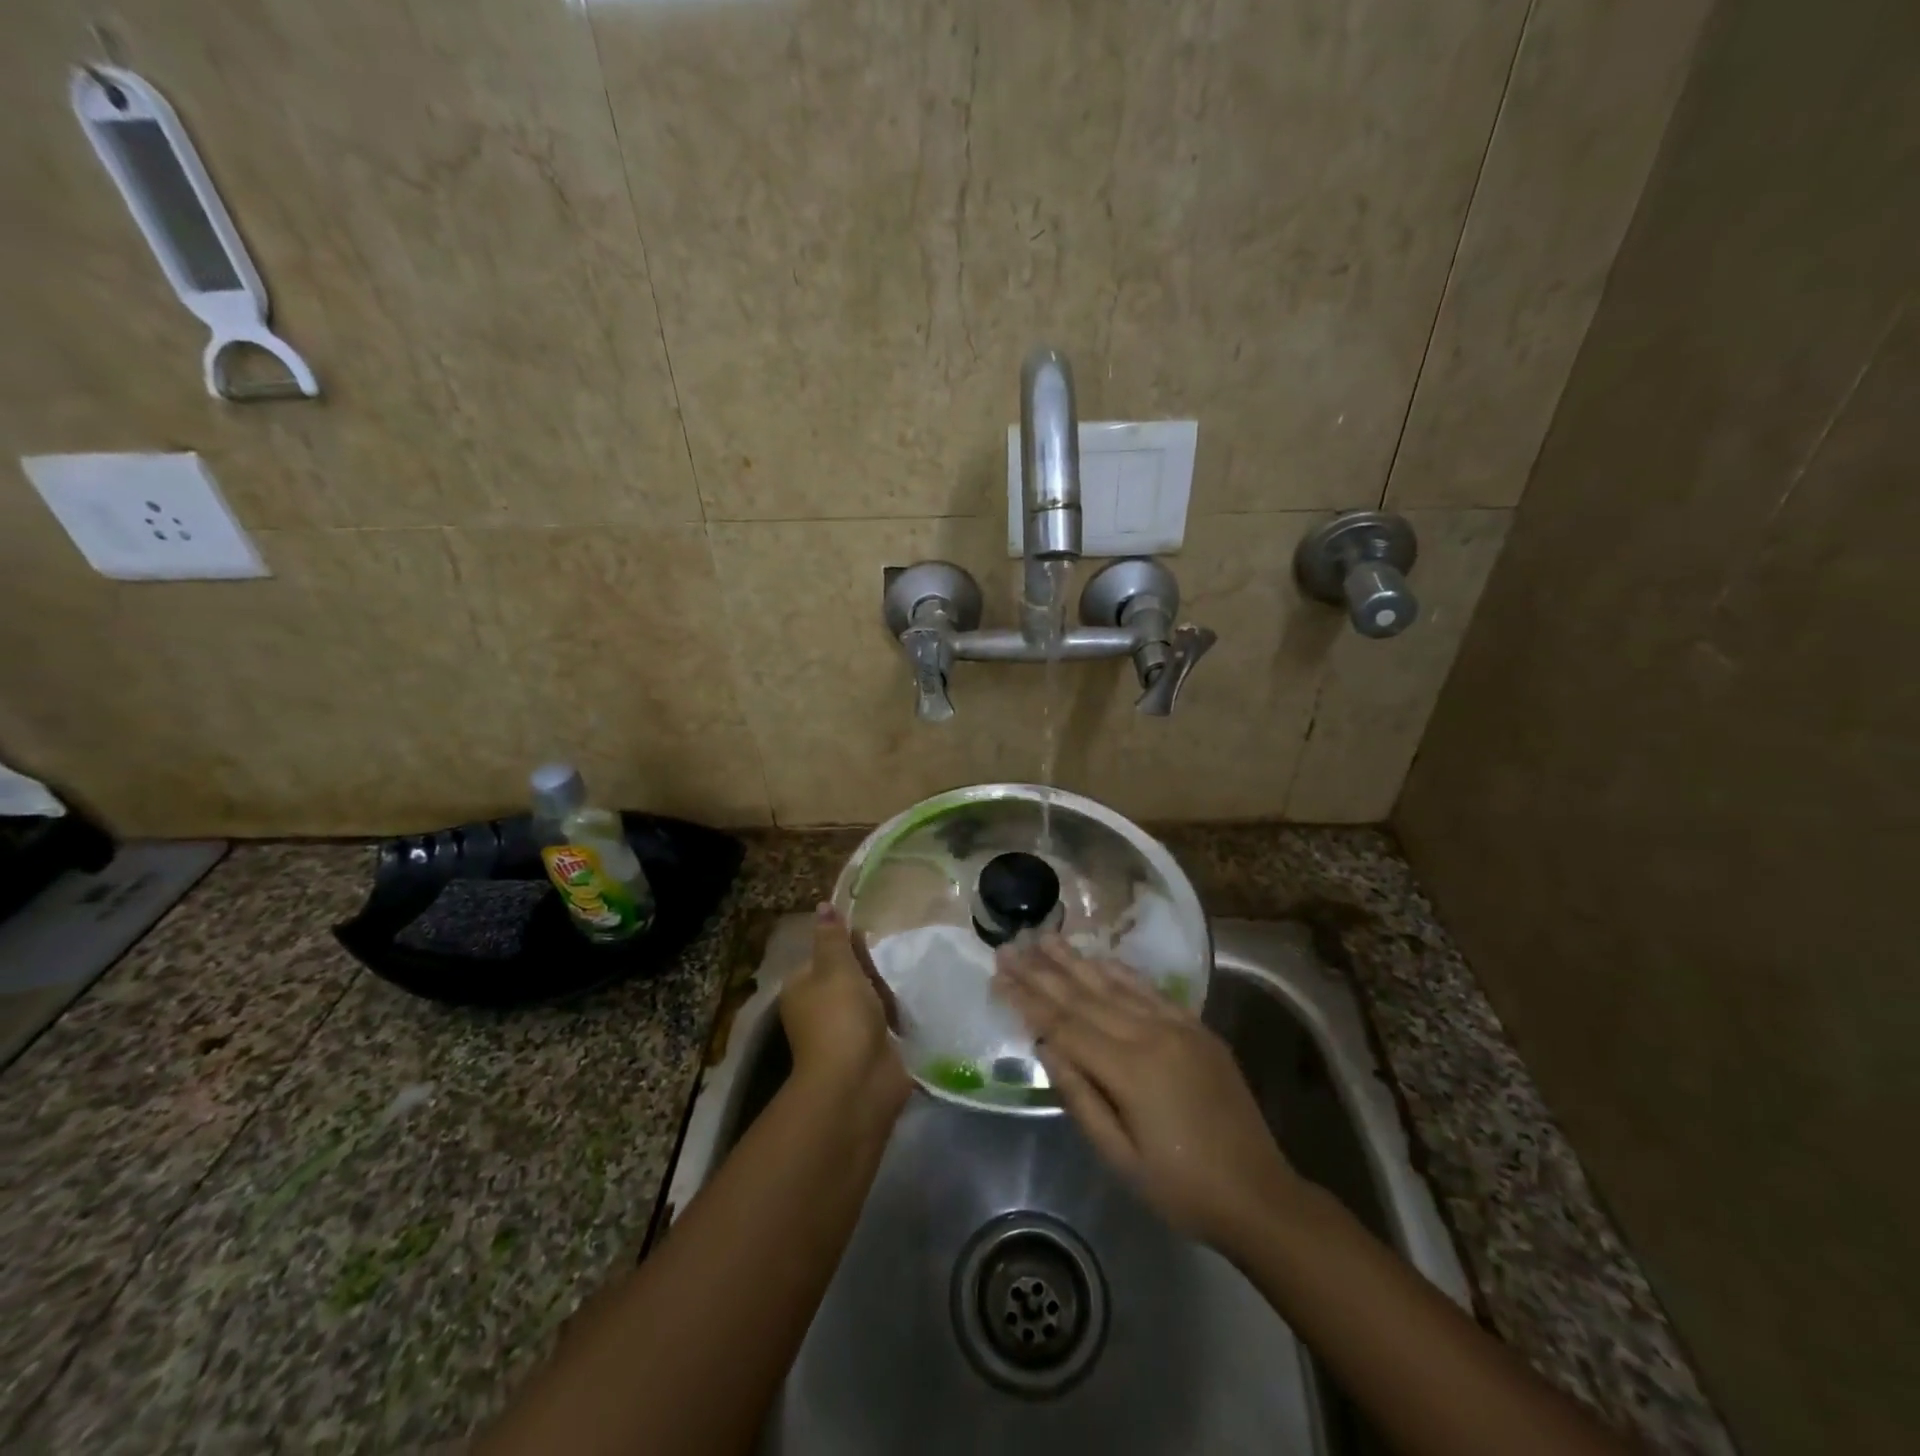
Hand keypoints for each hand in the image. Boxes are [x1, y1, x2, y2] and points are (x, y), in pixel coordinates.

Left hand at [780, 905, 910, 1114]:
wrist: (857, 1083)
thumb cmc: (841, 1017)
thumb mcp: (836, 967)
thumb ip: (833, 937)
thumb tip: (823, 905)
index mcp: (801, 988)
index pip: (826, 955)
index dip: (850, 948)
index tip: (872, 945)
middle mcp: (817, 1010)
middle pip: (850, 977)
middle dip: (872, 974)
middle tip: (887, 974)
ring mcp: (842, 1034)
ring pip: (869, 1001)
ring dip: (886, 997)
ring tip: (902, 994)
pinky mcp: (867, 1052)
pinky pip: (883, 1025)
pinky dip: (895, 1020)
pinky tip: (909, 1014)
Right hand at [995, 937, 1304, 1247]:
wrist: (1259, 1194)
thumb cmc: (1181, 1188)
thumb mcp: (1120, 1157)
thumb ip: (1080, 1097)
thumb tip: (1046, 1047)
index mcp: (1129, 1070)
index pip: (1064, 1025)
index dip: (1027, 1000)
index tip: (998, 974)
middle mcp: (1151, 1035)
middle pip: (1084, 997)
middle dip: (1042, 971)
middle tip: (1010, 946)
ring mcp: (1178, 1026)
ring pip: (1115, 985)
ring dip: (1076, 961)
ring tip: (1045, 938)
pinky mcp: (1196, 1027)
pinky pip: (1150, 990)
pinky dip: (1121, 972)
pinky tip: (1099, 958)